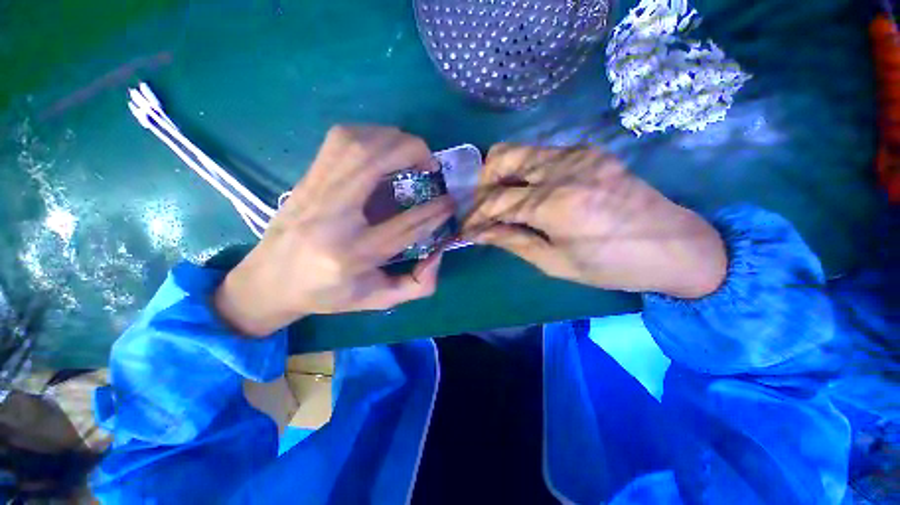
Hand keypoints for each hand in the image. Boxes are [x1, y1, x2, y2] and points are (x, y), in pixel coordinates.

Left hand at [214, 125, 453, 336]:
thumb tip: (439, 253)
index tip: (451, 201)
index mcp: (353, 254)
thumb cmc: (328, 294)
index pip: (405, 225)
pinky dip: (368, 134)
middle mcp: (332, 217)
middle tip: (432, 164)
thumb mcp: (377, 300)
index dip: (435, 210)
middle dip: (413, 154)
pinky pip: (338, 141)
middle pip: (374, 165)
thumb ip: (417, 285)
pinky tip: (383, 147)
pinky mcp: (306, 179)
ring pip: (355, 145)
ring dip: (392, 139)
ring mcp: (315, 192)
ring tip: (411, 152)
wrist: (270, 281)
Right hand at [464, 144, 726, 297]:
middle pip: (501, 157)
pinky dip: (525, 173)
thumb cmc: (612, 265)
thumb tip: (480, 233)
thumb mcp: (555, 263)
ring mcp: (578, 154)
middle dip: (483, 184)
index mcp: (555, 204)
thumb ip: (512, 241)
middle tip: (484, 209)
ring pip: (519, 151)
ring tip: (503, 203)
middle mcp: (563, 169)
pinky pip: (541, 155)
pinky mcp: (589, 152)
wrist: (675, 245)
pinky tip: (530, 194)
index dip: (475, 216)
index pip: (496, 201)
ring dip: (503, 176)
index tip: (466, 229)